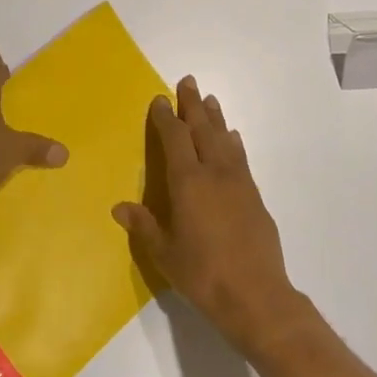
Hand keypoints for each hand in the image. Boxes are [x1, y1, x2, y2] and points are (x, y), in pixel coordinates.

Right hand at [114, 77, 306, 357]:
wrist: (256, 295)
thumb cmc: (203, 275)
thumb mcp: (165, 254)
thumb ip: (144, 226)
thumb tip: (119, 207)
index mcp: (188, 183)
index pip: (175, 139)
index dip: (167, 118)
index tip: (160, 99)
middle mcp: (214, 173)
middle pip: (203, 129)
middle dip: (193, 104)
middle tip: (188, 81)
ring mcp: (238, 182)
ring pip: (224, 139)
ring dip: (215, 117)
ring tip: (210, 100)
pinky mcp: (255, 196)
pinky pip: (240, 157)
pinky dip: (233, 142)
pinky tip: (232, 138)